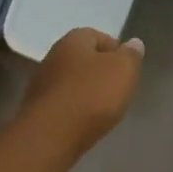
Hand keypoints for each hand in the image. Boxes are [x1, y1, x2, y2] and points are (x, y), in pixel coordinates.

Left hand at [21, 29, 144, 155]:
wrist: (51, 135)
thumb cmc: (92, 95)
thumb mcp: (124, 70)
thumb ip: (131, 55)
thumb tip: (134, 43)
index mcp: (73, 41)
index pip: (97, 35)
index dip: (116, 49)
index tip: (129, 67)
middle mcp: (53, 57)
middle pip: (83, 59)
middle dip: (102, 71)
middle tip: (120, 87)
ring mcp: (42, 84)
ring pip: (73, 82)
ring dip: (88, 91)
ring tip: (106, 107)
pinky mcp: (38, 109)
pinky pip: (64, 103)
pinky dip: (77, 108)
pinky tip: (87, 121)